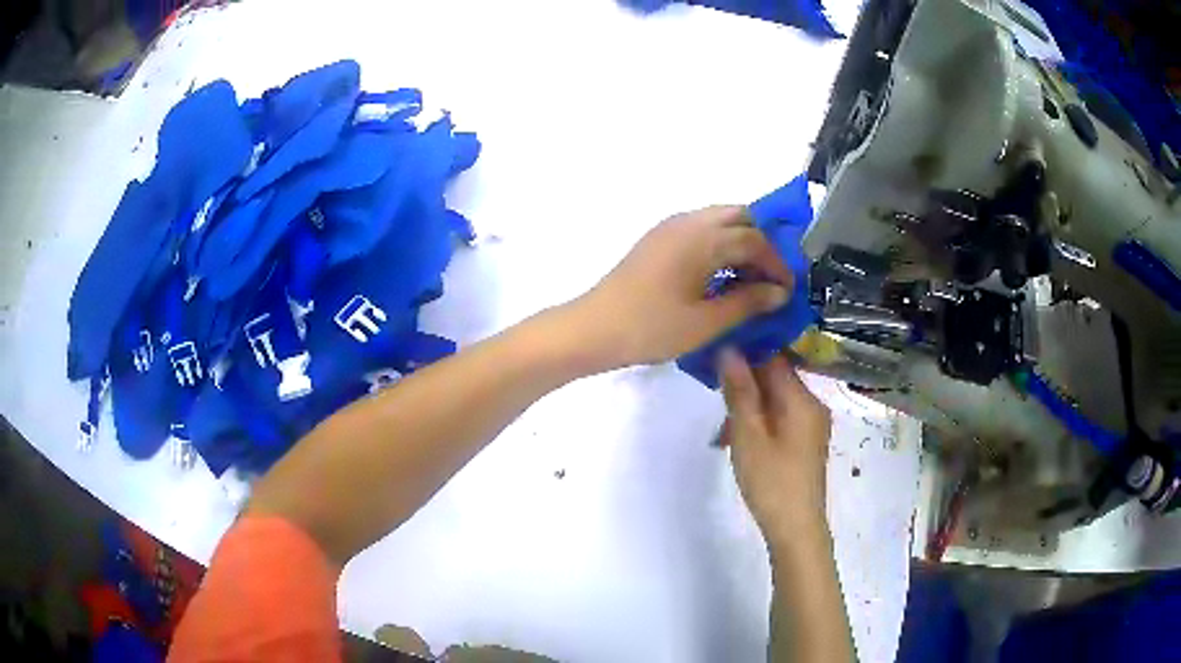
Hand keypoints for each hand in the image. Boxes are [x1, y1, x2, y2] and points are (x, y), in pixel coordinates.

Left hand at [573, 206, 791, 369]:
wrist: (593, 328)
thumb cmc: (651, 327)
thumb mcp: (706, 322)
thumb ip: (747, 302)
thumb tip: (779, 292)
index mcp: (702, 238)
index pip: (754, 239)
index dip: (777, 264)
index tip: (787, 291)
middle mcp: (688, 222)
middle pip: (739, 216)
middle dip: (761, 243)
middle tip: (769, 278)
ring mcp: (669, 227)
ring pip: (718, 220)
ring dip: (740, 242)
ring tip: (749, 278)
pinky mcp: (657, 239)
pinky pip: (700, 229)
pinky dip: (719, 244)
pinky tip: (721, 276)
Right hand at [719, 350, 831, 548]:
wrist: (796, 528)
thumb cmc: (771, 481)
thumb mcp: (748, 435)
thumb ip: (740, 391)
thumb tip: (730, 349)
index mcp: (802, 399)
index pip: (775, 357)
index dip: (746, 350)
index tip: (717, 351)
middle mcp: (812, 405)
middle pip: (776, 377)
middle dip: (745, 380)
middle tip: (714, 391)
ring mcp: (811, 424)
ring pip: (776, 399)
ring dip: (749, 403)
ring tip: (723, 427)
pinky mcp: (806, 441)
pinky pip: (781, 416)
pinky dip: (760, 419)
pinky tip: (739, 439)